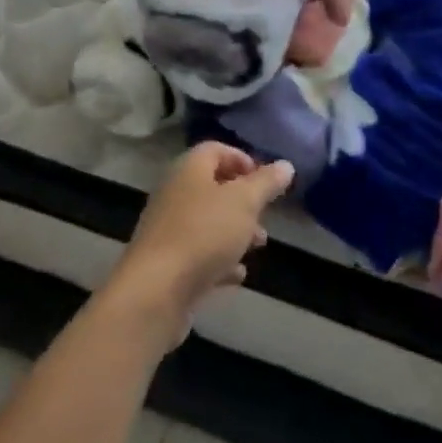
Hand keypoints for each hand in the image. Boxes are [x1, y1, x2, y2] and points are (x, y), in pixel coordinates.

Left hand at [106, 143, 294, 345]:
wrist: (155, 292)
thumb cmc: (203, 234)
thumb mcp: (244, 203)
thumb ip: (266, 183)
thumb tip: (286, 165)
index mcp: (189, 169)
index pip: (216, 150)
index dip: (242, 159)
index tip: (265, 179)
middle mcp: (175, 193)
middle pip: (213, 186)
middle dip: (243, 199)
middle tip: (265, 213)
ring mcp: (169, 229)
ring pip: (208, 221)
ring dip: (235, 230)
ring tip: (259, 244)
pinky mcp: (168, 263)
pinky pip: (199, 253)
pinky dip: (220, 259)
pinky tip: (238, 274)